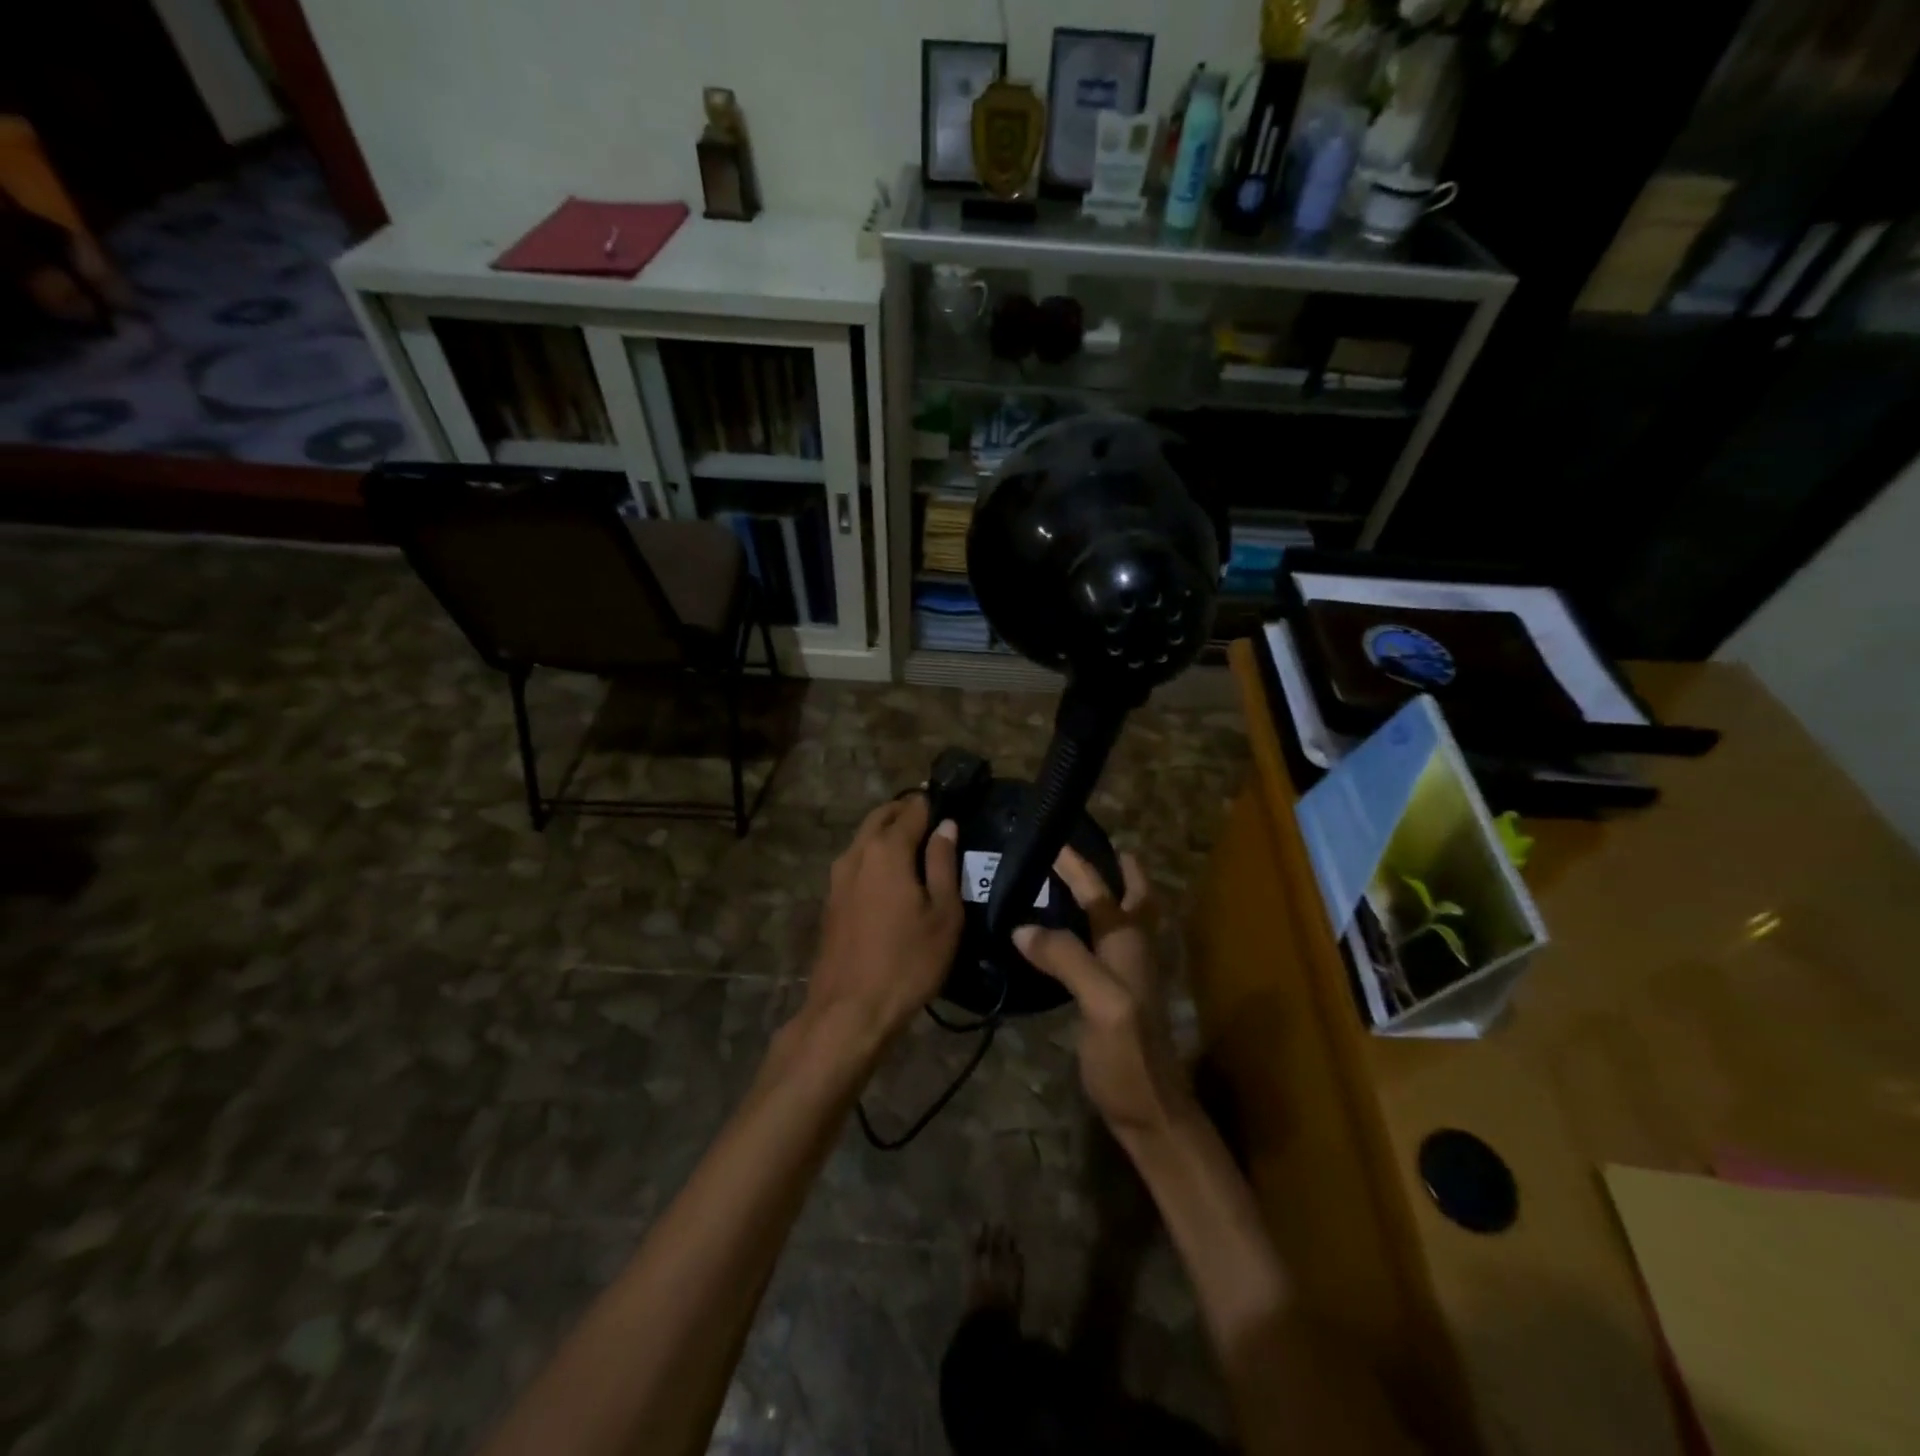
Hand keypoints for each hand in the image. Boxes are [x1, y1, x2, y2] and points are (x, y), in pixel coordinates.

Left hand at [803, 794, 962, 1053]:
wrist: (850, 1010)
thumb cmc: (908, 961)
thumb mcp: (943, 914)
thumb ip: (944, 863)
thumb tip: (947, 826)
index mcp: (887, 849)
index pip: (913, 808)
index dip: (934, 803)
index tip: (954, 806)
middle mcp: (857, 853)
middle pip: (882, 815)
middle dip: (907, 811)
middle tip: (936, 822)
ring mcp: (838, 876)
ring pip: (865, 837)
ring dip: (889, 832)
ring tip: (919, 848)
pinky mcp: (831, 899)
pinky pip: (857, 861)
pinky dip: (875, 855)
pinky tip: (894, 876)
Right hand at [1014, 848, 1194, 1142]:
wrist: (1151, 1113)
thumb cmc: (1128, 1056)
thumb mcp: (1100, 1003)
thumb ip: (1066, 958)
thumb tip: (1023, 926)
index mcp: (1129, 943)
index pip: (1102, 891)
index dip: (1078, 865)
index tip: (1053, 839)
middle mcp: (1134, 951)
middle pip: (1132, 898)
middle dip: (1116, 869)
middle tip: (1088, 850)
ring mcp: (1130, 975)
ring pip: (1123, 919)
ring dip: (1108, 894)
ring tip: (1079, 880)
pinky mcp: (1118, 997)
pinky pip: (1106, 945)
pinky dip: (1093, 926)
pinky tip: (1072, 934)